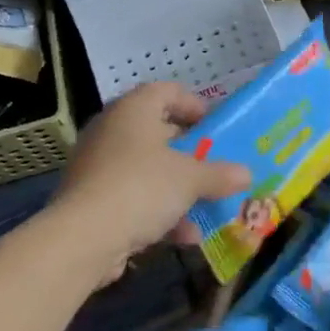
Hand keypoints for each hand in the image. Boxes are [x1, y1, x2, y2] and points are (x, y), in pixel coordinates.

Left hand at [53, 82, 249, 284]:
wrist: (82, 239)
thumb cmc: (142, 188)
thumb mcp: (191, 179)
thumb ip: (220, 174)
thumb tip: (247, 174)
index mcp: (133, 111)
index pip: (166, 91)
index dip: (193, 104)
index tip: (215, 125)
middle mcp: (111, 131)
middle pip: (157, 132)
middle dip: (188, 152)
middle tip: (213, 164)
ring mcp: (97, 166)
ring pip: (146, 169)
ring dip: (177, 188)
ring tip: (206, 207)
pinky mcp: (90, 200)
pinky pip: (132, 197)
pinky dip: (158, 212)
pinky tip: (184, 236)